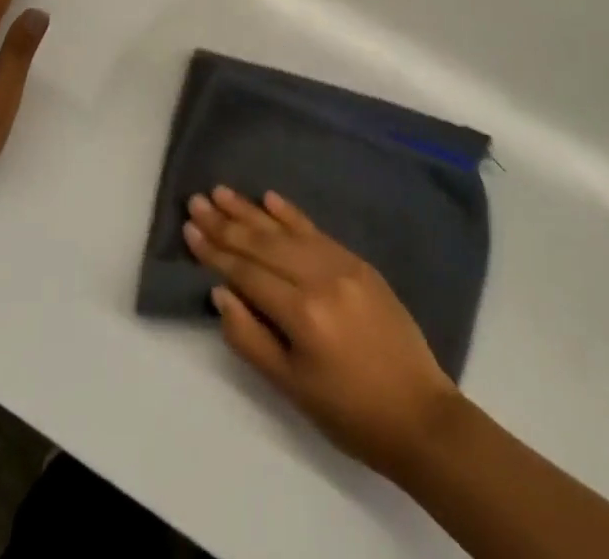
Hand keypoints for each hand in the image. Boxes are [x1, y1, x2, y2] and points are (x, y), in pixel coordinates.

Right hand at [184, 187, 460, 477]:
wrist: (420, 415)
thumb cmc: (349, 413)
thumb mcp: (291, 388)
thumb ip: (250, 337)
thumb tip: (220, 292)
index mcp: (302, 312)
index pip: (247, 272)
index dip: (215, 252)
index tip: (189, 229)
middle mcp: (320, 277)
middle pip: (263, 244)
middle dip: (226, 222)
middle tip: (197, 200)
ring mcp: (343, 264)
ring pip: (287, 231)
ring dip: (251, 211)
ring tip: (222, 192)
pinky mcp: (359, 262)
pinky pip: (317, 231)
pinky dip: (291, 214)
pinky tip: (270, 198)